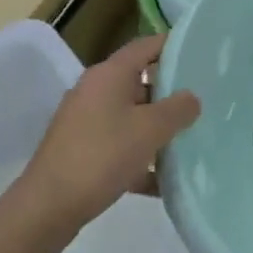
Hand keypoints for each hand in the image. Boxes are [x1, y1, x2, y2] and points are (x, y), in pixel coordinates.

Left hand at [9, 34, 200, 237]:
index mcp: (109, 75)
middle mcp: (95, 91)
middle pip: (141, 82)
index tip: (202, 53)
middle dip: (172, 93)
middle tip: (204, 102)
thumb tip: (191, 98)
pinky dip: (141, 157)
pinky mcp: (82, 150)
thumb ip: (178, 109)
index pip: (146, 46)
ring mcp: (86, 122)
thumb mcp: (151, 129)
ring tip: (190, 140)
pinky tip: (164, 180)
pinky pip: (120, 145)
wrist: (48, 207)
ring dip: (158, 128)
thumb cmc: (102, 156)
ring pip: (132, 116)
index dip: (174, 45)